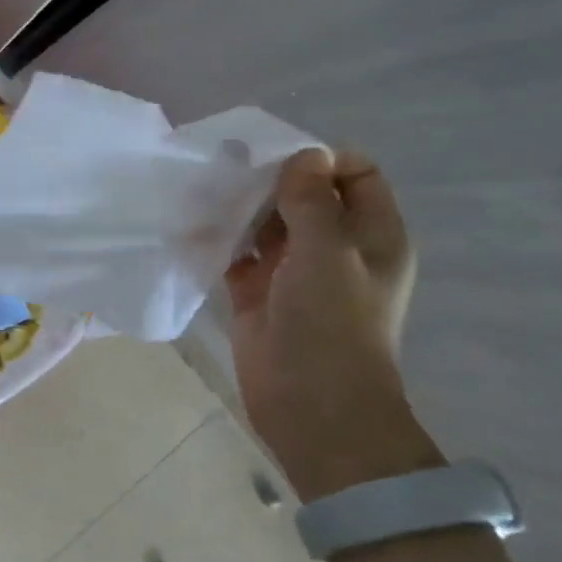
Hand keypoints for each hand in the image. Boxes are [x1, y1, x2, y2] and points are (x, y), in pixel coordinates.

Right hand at [225, 149, 438, 501]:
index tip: (272, 155)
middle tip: (224, 164)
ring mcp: (293, 270)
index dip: (318, 158)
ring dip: (239, 206)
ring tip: (201, 187)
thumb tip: (305, 154)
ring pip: (265, 221)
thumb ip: (312, 202)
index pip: (354, 174)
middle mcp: (334, 246)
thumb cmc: (332, 326)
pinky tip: (191, 223)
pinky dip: (217, 237)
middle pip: (303, 194)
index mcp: (370, 234)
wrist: (312, 407)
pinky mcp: (256, 291)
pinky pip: (236, 252)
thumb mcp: (328, 254)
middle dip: (267, 178)